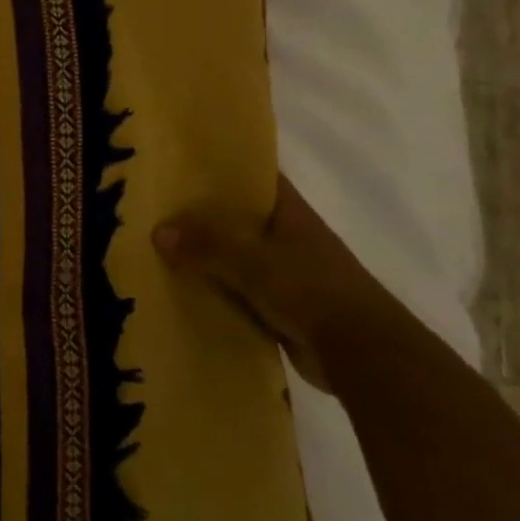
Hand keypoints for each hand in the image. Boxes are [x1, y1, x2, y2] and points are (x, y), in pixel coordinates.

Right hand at [151, 175, 388, 392]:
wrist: (364, 355)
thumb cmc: (314, 291)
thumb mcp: (254, 262)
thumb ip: (207, 245)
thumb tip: (158, 231)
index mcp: (291, 215)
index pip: (255, 179)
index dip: (223, 169)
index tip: (182, 165)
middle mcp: (289, 239)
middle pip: (238, 219)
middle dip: (201, 215)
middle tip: (154, 209)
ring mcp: (286, 275)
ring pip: (235, 257)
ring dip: (205, 257)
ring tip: (157, 249)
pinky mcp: (281, 309)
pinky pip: (237, 292)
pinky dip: (214, 292)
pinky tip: (180, 291)